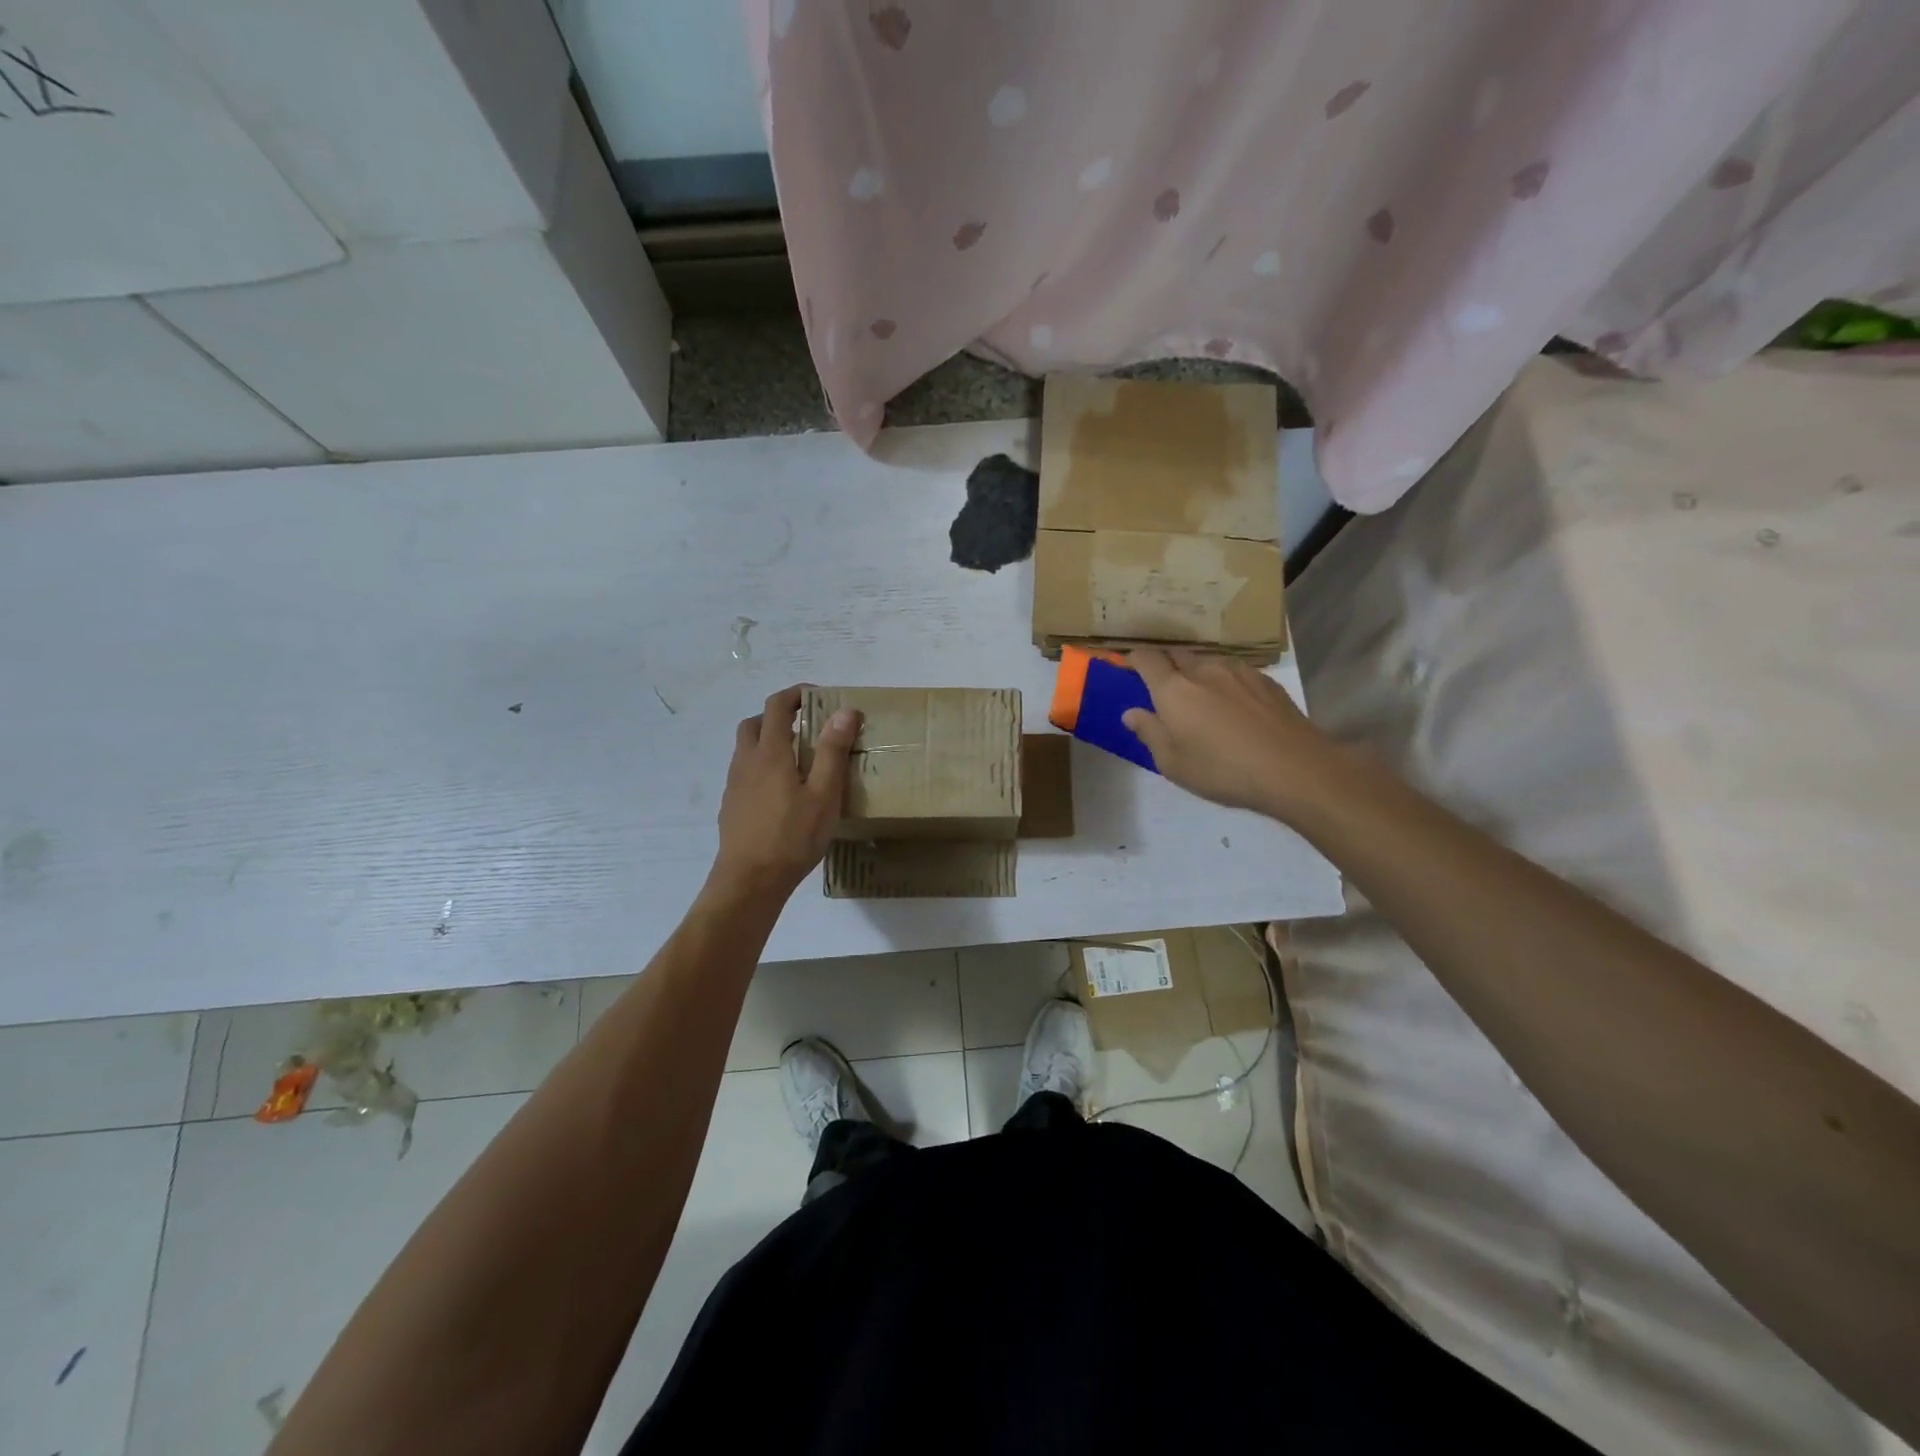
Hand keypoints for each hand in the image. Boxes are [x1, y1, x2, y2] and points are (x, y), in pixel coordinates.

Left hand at [708, 686, 859, 898]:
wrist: (749, 881)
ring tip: (798, 759)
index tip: (818, 696)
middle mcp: (746, 762)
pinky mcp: (731, 806)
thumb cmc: (792, 836)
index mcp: (770, 753)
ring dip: (768, 741)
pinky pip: (745, 773)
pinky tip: (782, 792)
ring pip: (746, 749)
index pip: (776, 706)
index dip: (796, 694)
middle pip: (754, 723)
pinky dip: (762, 766)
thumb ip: (832, 751)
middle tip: (806, 726)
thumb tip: (844, 711)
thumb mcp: (823, 794)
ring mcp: (734, 785)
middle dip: (778, 715)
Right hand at [1122, 649, 1342, 820]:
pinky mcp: (1265, 680)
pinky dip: (1224, 681)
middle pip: (1176, 654)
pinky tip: (1233, 705)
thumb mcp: (1174, 764)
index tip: (1129, 667)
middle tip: (1162, 686)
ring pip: (1207, 661)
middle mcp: (1202, 670)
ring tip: (1200, 696)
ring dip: (1196, 672)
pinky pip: (1234, 672)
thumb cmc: (1223, 771)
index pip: (1146, 658)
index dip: (1133, 658)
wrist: (1294, 768)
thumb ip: (1150, 733)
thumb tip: (1131, 712)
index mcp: (1173, 689)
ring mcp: (1237, 671)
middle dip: (1164, 664)